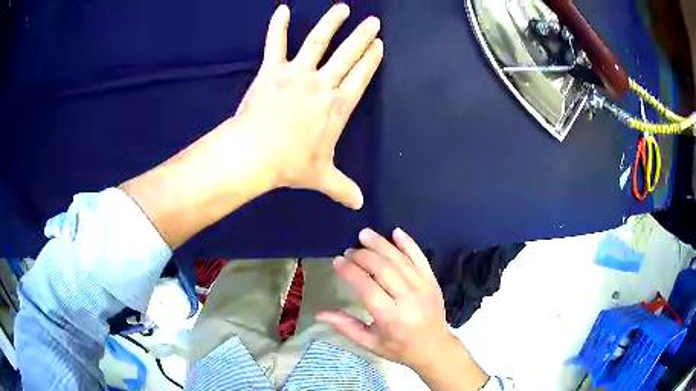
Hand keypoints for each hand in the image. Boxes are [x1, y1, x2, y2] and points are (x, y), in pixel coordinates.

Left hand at [234, 4, 382, 209]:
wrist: (256, 153)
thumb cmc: (291, 164)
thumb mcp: (321, 177)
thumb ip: (342, 188)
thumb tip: (359, 205)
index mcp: (338, 106)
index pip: (361, 77)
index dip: (371, 60)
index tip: (378, 46)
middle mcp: (322, 84)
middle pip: (348, 55)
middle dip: (362, 37)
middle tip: (373, 22)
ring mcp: (297, 73)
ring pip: (318, 41)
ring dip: (331, 23)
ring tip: (343, 8)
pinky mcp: (273, 70)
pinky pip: (276, 43)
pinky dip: (278, 25)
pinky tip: (282, 9)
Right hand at [317, 228, 453, 369]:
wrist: (434, 347)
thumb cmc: (399, 348)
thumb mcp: (369, 343)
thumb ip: (345, 326)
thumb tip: (318, 312)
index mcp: (391, 317)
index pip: (367, 288)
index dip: (350, 272)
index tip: (337, 260)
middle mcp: (408, 299)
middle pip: (384, 269)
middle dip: (363, 256)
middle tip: (349, 250)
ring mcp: (423, 287)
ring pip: (400, 260)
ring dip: (381, 244)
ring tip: (364, 234)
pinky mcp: (433, 281)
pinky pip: (420, 258)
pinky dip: (408, 243)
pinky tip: (396, 232)